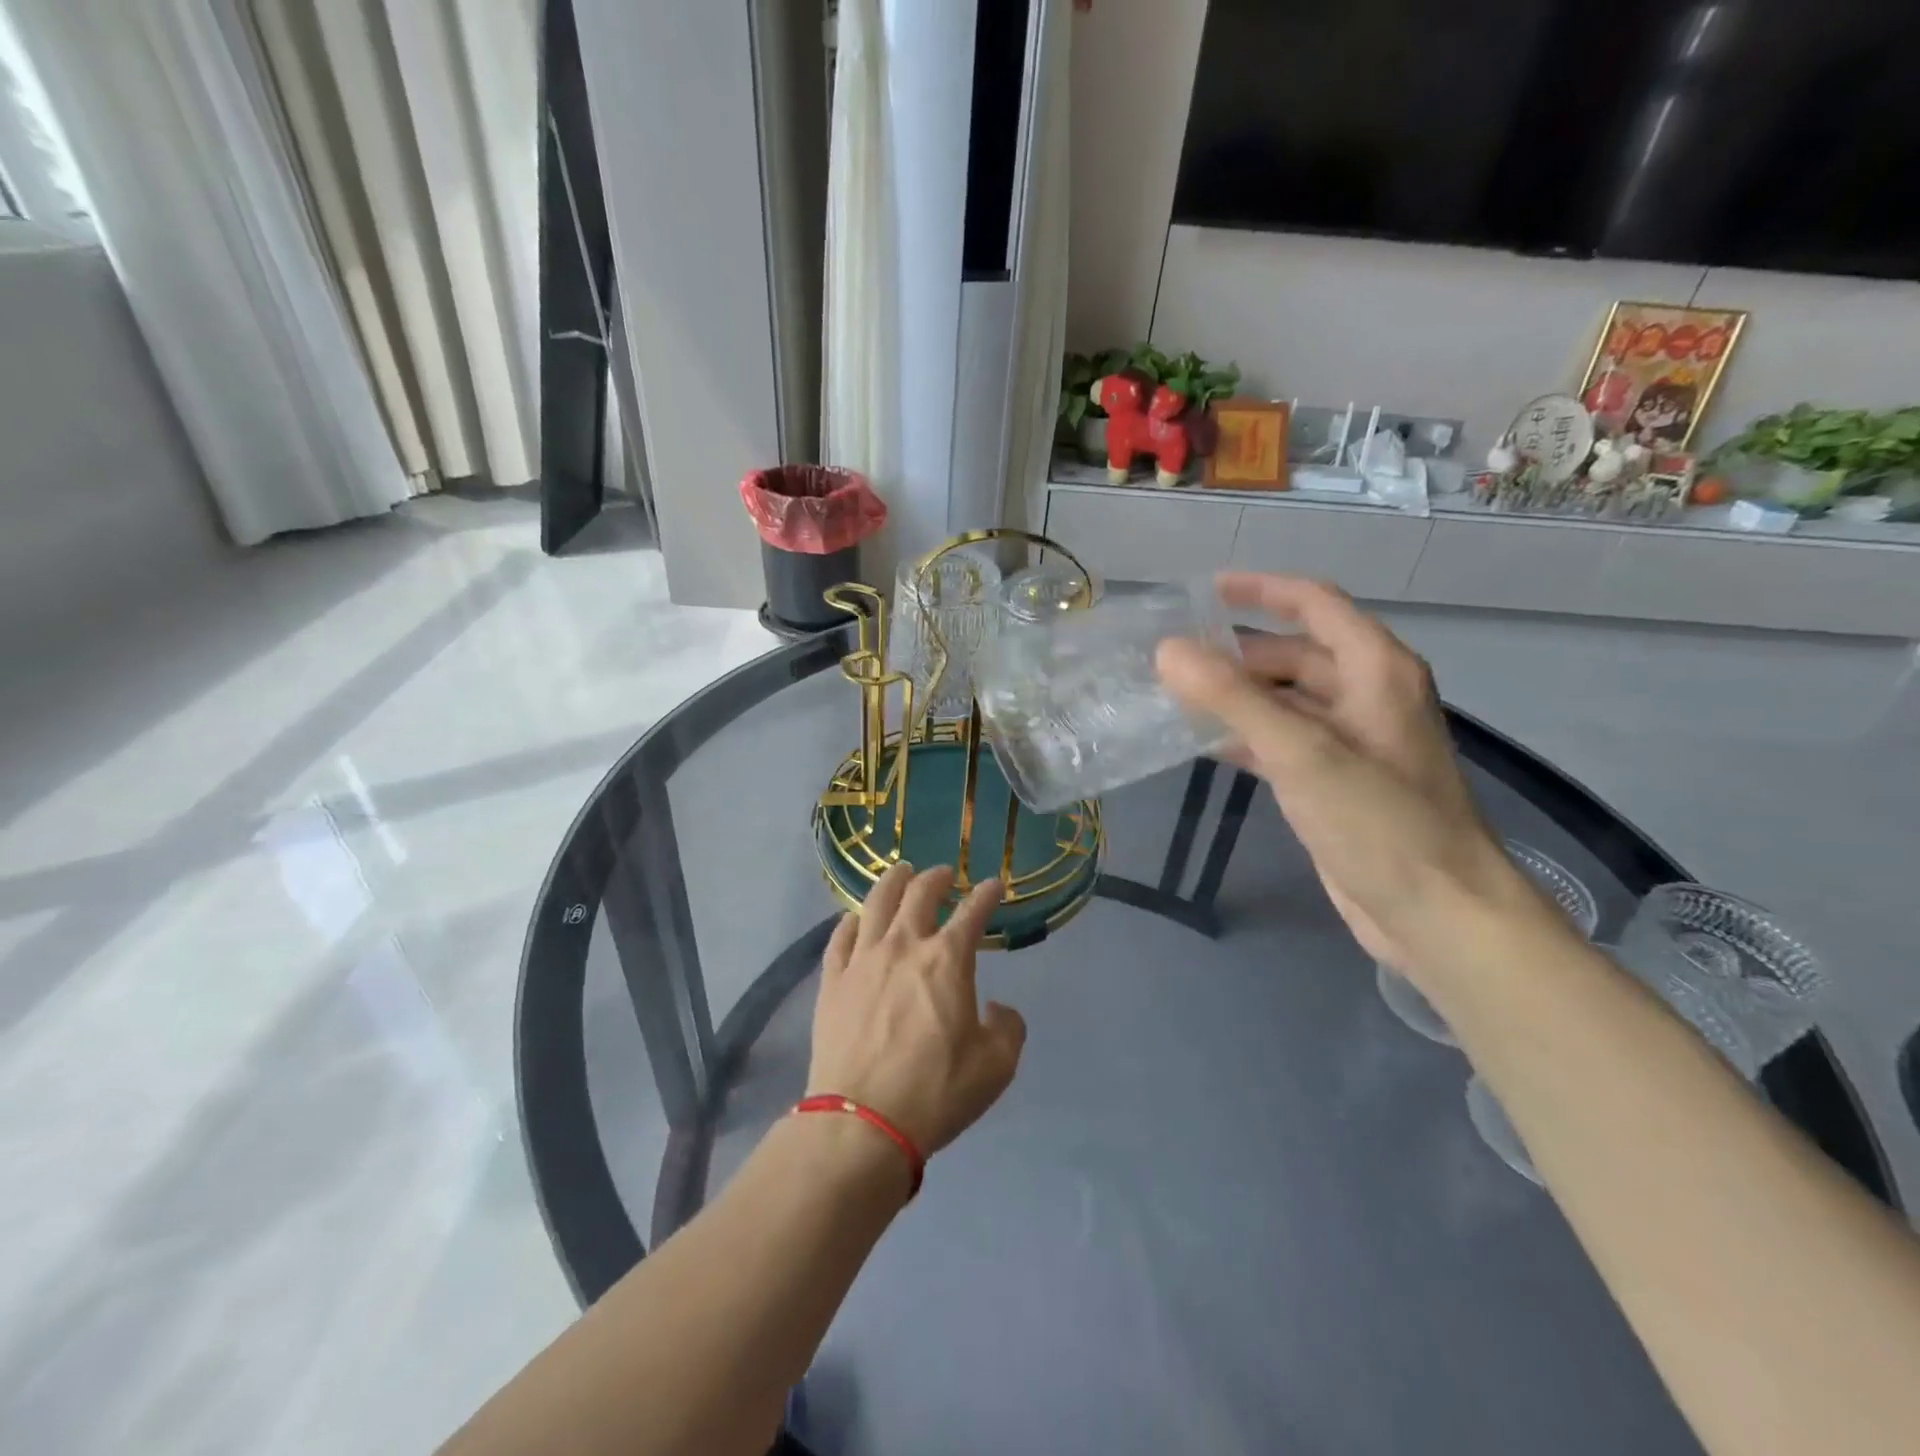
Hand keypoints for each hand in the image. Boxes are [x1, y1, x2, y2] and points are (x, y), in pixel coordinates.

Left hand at [808, 864, 1026, 1157]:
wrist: (862, 1121)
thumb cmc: (935, 1091)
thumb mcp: (996, 1066)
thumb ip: (1008, 1028)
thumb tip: (997, 1009)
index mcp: (947, 960)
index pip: (972, 913)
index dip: (986, 894)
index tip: (994, 885)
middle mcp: (904, 946)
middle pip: (919, 894)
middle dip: (936, 878)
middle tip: (943, 873)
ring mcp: (862, 960)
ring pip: (876, 903)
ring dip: (892, 882)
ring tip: (900, 872)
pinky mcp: (832, 981)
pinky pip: (840, 937)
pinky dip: (852, 920)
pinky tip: (855, 918)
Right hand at [1157, 573, 1547, 981]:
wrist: (1437, 913)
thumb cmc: (1379, 822)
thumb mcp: (1301, 751)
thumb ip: (1231, 698)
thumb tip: (1168, 651)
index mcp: (1376, 670)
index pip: (1314, 604)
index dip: (1260, 590)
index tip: (1203, 591)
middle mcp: (1367, 695)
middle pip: (1294, 653)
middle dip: (1235, 653)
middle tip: (1172, 658)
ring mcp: (1352, 741)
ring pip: (1285, 700)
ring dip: (1236, 696)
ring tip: (1175, 696)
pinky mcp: (1335, 782)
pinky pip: (1283, 740)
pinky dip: (1245, 736)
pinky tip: (1204, 745)